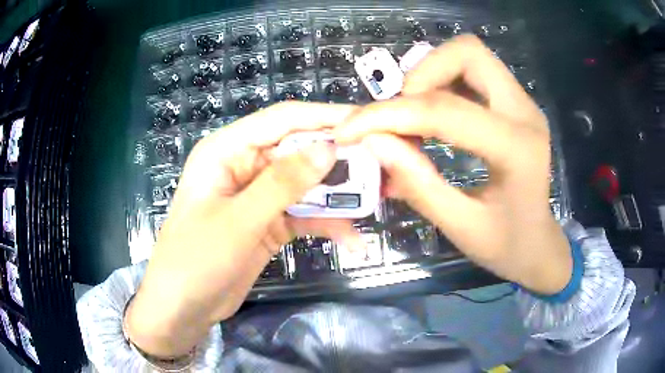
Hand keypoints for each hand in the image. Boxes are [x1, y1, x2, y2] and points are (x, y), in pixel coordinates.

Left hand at [127, 102, 360, 357]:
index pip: (281, 120)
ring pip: (304, 184)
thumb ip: (282, 184)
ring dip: (335, 194)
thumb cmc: (196, 260)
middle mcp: (243, 166)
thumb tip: (328, 149)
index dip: (322, 117)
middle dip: (335, 159)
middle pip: (297, 151)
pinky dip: (326, 223)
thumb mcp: (239, 221)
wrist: (184, 307)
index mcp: (226, 151)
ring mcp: (257, 196)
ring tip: (372, 202)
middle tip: (378, 165)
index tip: (363, 122)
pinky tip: (351, 239)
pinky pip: (302, 214)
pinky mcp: (268, 222)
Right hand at [336, 35, 571, 295]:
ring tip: (414, 116)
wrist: (538, 245)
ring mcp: (523, 103)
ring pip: (469, 55)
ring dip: (431, 75)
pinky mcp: (516, 104)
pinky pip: (474, 71)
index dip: (388, 115)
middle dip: (420, 75)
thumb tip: (373, 143)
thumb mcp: (459, 227)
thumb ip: (417, 184)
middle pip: (467, 53)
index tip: (350, 129)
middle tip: (401, 115)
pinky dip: (443, 82)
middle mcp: (524, 112)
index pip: (444, 111)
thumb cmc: (506, 245)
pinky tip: (434, 116)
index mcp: (517, 149)